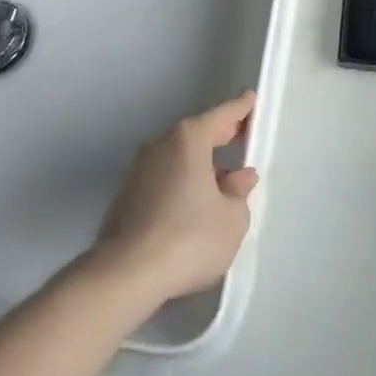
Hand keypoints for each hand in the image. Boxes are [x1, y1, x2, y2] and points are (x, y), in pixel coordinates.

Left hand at [90, 91, 260, 307]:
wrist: (125, 276)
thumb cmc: (189, 239)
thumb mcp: (232, 219)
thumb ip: (239, 193)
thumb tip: (239, 177)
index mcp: (189, 140)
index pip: (222, 115)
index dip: (240, 109)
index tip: (251, 99)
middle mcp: (160, 145)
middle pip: (196, 134)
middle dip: (220, 135)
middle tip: (242, 136)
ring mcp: (138, 170)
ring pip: (178, 157)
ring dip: (199, 164)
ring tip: (221, 180)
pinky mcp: (125, 197)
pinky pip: (163, 178)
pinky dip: (181, 182)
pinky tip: (192, 205)